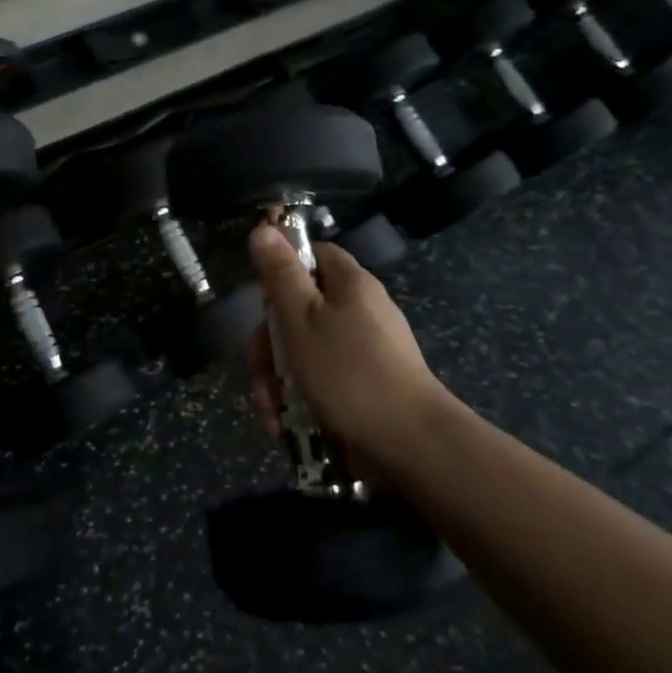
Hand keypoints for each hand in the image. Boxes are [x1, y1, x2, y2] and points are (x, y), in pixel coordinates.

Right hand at [246, 222, 452, 476]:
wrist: (413, 446)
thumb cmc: (349, 373)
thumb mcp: (301, 319)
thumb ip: (280, 274)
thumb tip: (264, 227)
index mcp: (350, 283)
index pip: (312, 255)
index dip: (281, 272)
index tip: (261, 303)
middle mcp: (361, 309)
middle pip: (302, 308)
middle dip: (270, 343)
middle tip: (258, 371)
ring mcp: (367, 349)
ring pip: (308, 350)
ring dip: (279, 379)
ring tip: (270, 413)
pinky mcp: (368, 385)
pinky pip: (325, 380)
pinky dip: (302, 398)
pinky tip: (286, 426)